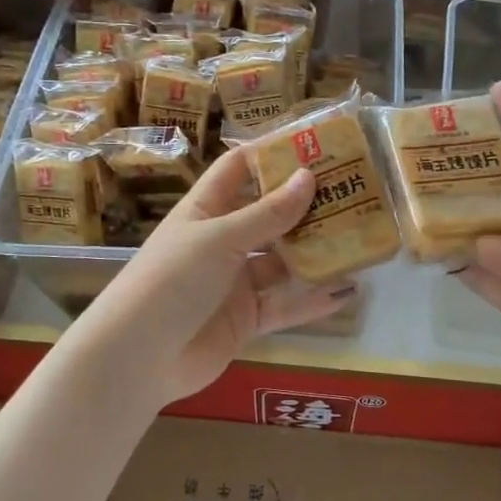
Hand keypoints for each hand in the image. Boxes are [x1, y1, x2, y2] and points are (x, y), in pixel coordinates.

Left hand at [82, 147, 356, 405]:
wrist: (139, 357)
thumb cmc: (172, 280)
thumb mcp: (219, 239)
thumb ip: (267, 213)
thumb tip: (308, 176)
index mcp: (205, 210)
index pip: (239, 169)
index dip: (271, 154)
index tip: (314, 143)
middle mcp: (222, 241)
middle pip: (269, 215)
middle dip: (307, 205)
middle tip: (354, 192)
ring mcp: (235, 282)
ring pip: (283, 261)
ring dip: (316, 253)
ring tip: (361, 238)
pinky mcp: (246, 319)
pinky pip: (286, 305)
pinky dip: (314, 300)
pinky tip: (348, 291)